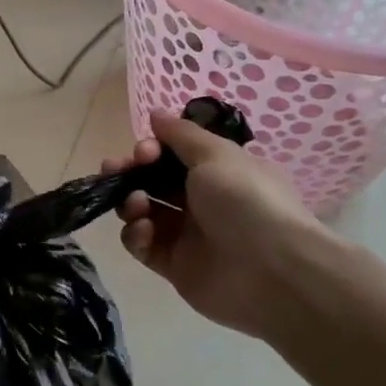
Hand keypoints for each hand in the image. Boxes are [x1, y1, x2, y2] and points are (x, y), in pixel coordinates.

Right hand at [104, 115, 339, 337]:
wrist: (272, 271)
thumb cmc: (245, 201)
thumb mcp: (216, 155)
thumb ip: (181, 134)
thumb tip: (155, 114)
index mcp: (218, 172)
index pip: (173, 155)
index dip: (152, 150)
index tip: (144, 151)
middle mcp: (202, 201)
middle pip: (153, 181)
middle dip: (129, 172)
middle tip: (113, 170)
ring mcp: (187, 235)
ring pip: (143, 211)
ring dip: (130, 201)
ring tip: (136, 204)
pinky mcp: (174, 266)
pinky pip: (143, 245)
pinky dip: (136, 235)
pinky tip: (143, 230)